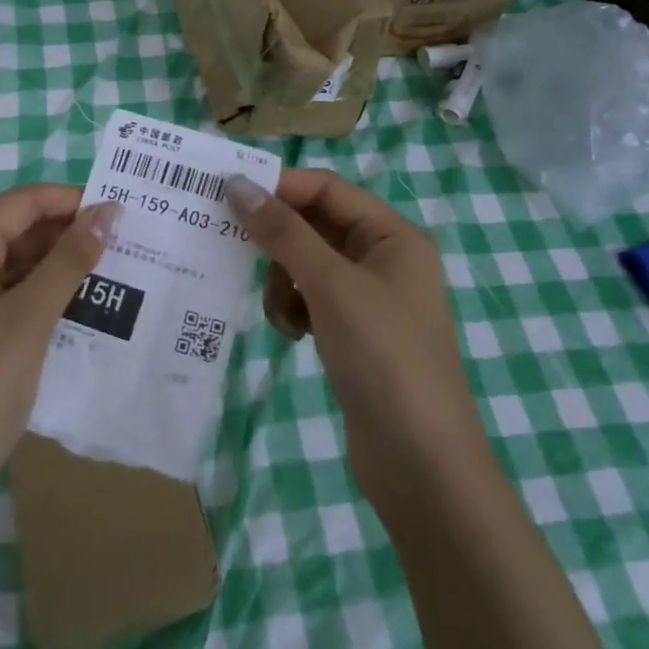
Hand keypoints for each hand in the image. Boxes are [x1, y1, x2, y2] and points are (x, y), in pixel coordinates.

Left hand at [0, 184, 119, 524]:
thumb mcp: (29, 321)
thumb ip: (69, 261)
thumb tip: (107, 213)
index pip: (20, 203)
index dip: (70, 200)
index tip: (121, 210)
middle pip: (15, 229)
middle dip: (67, 232)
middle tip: (125, 242)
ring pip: (12, 262)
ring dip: (57, 264)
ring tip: (112, 269)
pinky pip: (4, 293)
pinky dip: (39, 293)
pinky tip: (79, 304)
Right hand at [226, 169, 488, 512]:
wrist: (422, 465)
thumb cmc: (384, 358)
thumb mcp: (331, 286)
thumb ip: (283, 232)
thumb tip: (237, 183)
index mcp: (392, 235)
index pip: (327, 188)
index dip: (280, 187)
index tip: (227, 196)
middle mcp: (383, 258)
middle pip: (314, 225)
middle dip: (277, 241)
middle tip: (232, 249)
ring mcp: (368, 298)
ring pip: (306, 263)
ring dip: (283, 281)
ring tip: (284, 315)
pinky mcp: (353, 332)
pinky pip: (310, 298)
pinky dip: (293, 308)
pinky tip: (293, 335)